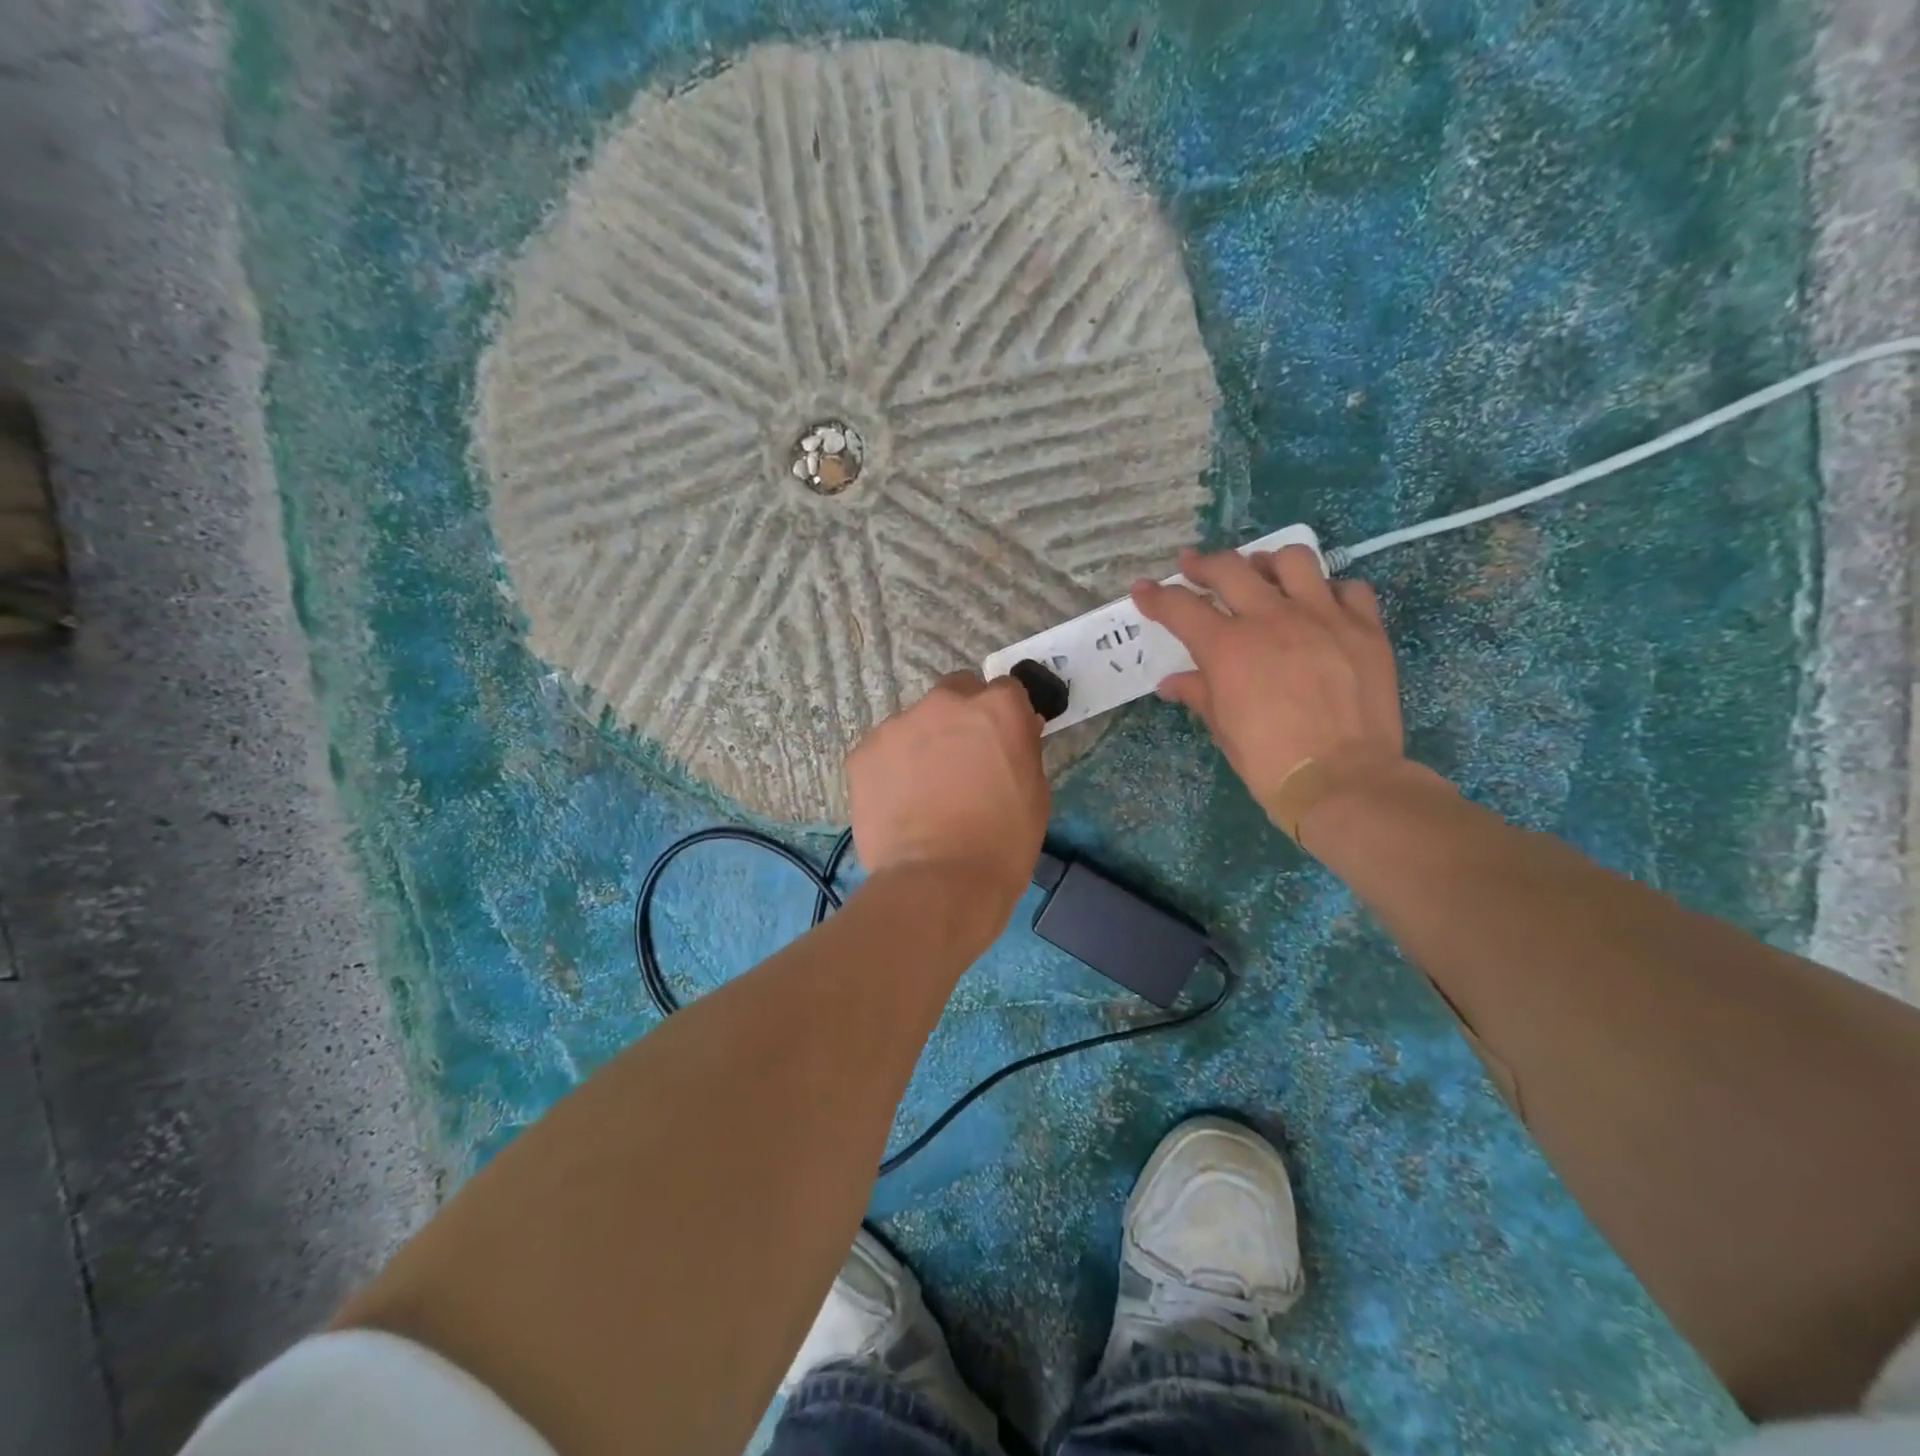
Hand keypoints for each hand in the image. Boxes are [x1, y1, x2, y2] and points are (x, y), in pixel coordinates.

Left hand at [845, 672, 1048, 929]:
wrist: (939, 883)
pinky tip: (899, 804)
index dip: (1004, 716)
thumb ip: (1021, 748)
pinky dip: (892, 769)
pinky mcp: (863, 753)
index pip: (1004, 690)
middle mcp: (945, 704)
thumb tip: (1014, 730)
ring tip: (924, 791)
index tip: (1001, 741)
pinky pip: (883, 751)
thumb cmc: (1002, 842)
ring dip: (923, 743)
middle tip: (961, 761)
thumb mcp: (1034, 792)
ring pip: (915, 723)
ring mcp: (898, 725)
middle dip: (961, 717)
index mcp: (995, 708)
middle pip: (955, 693)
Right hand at [1131, 546, 1403, 817]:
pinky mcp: (1364, 628)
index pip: (1180, 608)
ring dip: (1269, 564)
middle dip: (1203, 565)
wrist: (1341, 780)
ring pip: (1293, 560)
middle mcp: (1272, 619)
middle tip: (1193, 568)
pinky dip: (1330, 592)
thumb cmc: (1268, 759)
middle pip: (1231, 569)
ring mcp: (1323, 617)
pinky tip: (1321, 607)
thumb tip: (1172, 684)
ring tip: (1263, 575)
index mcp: (1228, 647)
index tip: (1143, 590)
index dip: (1156, 597)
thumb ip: (1198, 693)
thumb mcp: (1222, 727)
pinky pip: (1349, 589)